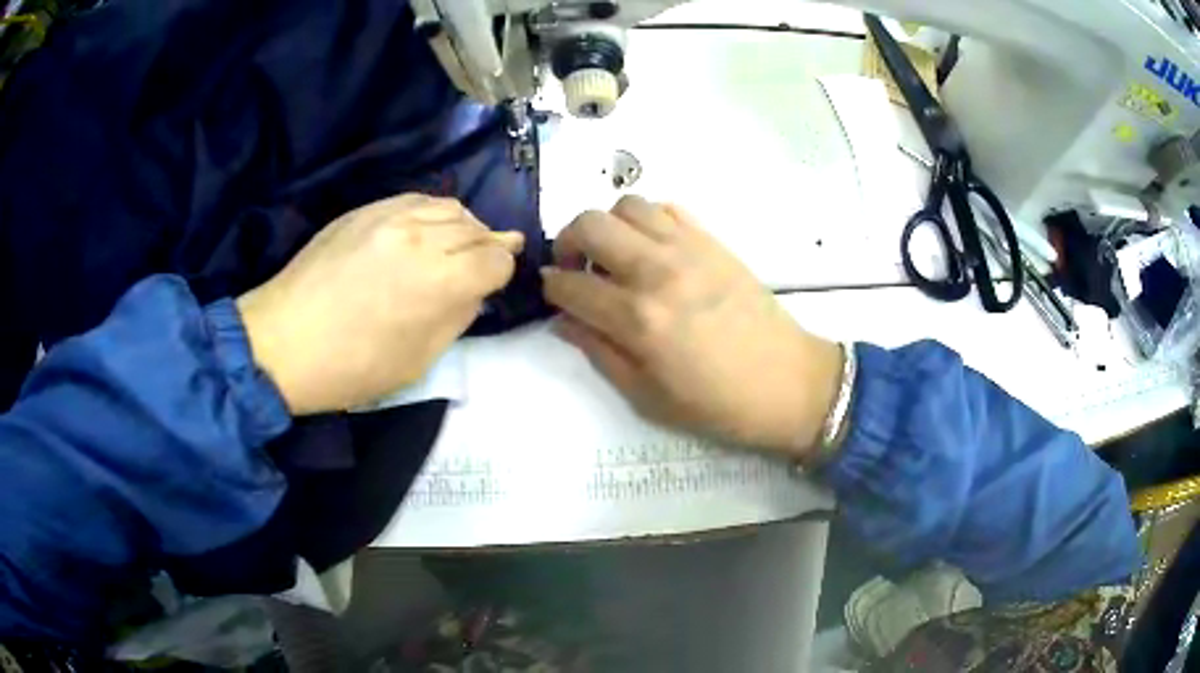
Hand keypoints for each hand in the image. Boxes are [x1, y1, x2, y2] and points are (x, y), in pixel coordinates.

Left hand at [237, 194, 522, 414]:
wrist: (282, 342)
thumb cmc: (351, 367)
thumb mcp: (418, 360)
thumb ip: (456, 318)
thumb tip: (474, 290)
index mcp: (440, 280)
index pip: (496, 260)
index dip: (501, 273)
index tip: (491, 285)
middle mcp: (422, 236)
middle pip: (476, 228)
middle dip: (487, 247)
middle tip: (483, 263)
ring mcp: (390, 216)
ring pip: (449, 207)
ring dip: (463, 226)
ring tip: (458, 244)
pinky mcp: (365, 210)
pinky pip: (415, 200)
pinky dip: (432, 213)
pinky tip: (426, 229)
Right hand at [541, 196, 843, 458]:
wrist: (788, 383)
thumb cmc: (717, 404)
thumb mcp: (647, 396)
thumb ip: (599, 353)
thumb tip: (564, 321)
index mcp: (637, 319)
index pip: (570, 285)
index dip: (551, 288)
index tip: (552, 293)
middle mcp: (657, 271)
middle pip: (590, 224)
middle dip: (567, 242)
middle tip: (575, 267)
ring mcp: (688, 249)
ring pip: (627, 205)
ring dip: (608, 225)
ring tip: (614, 255)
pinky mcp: (713, 241)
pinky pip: (668, 208)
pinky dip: (647, 219)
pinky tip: (651, 247)